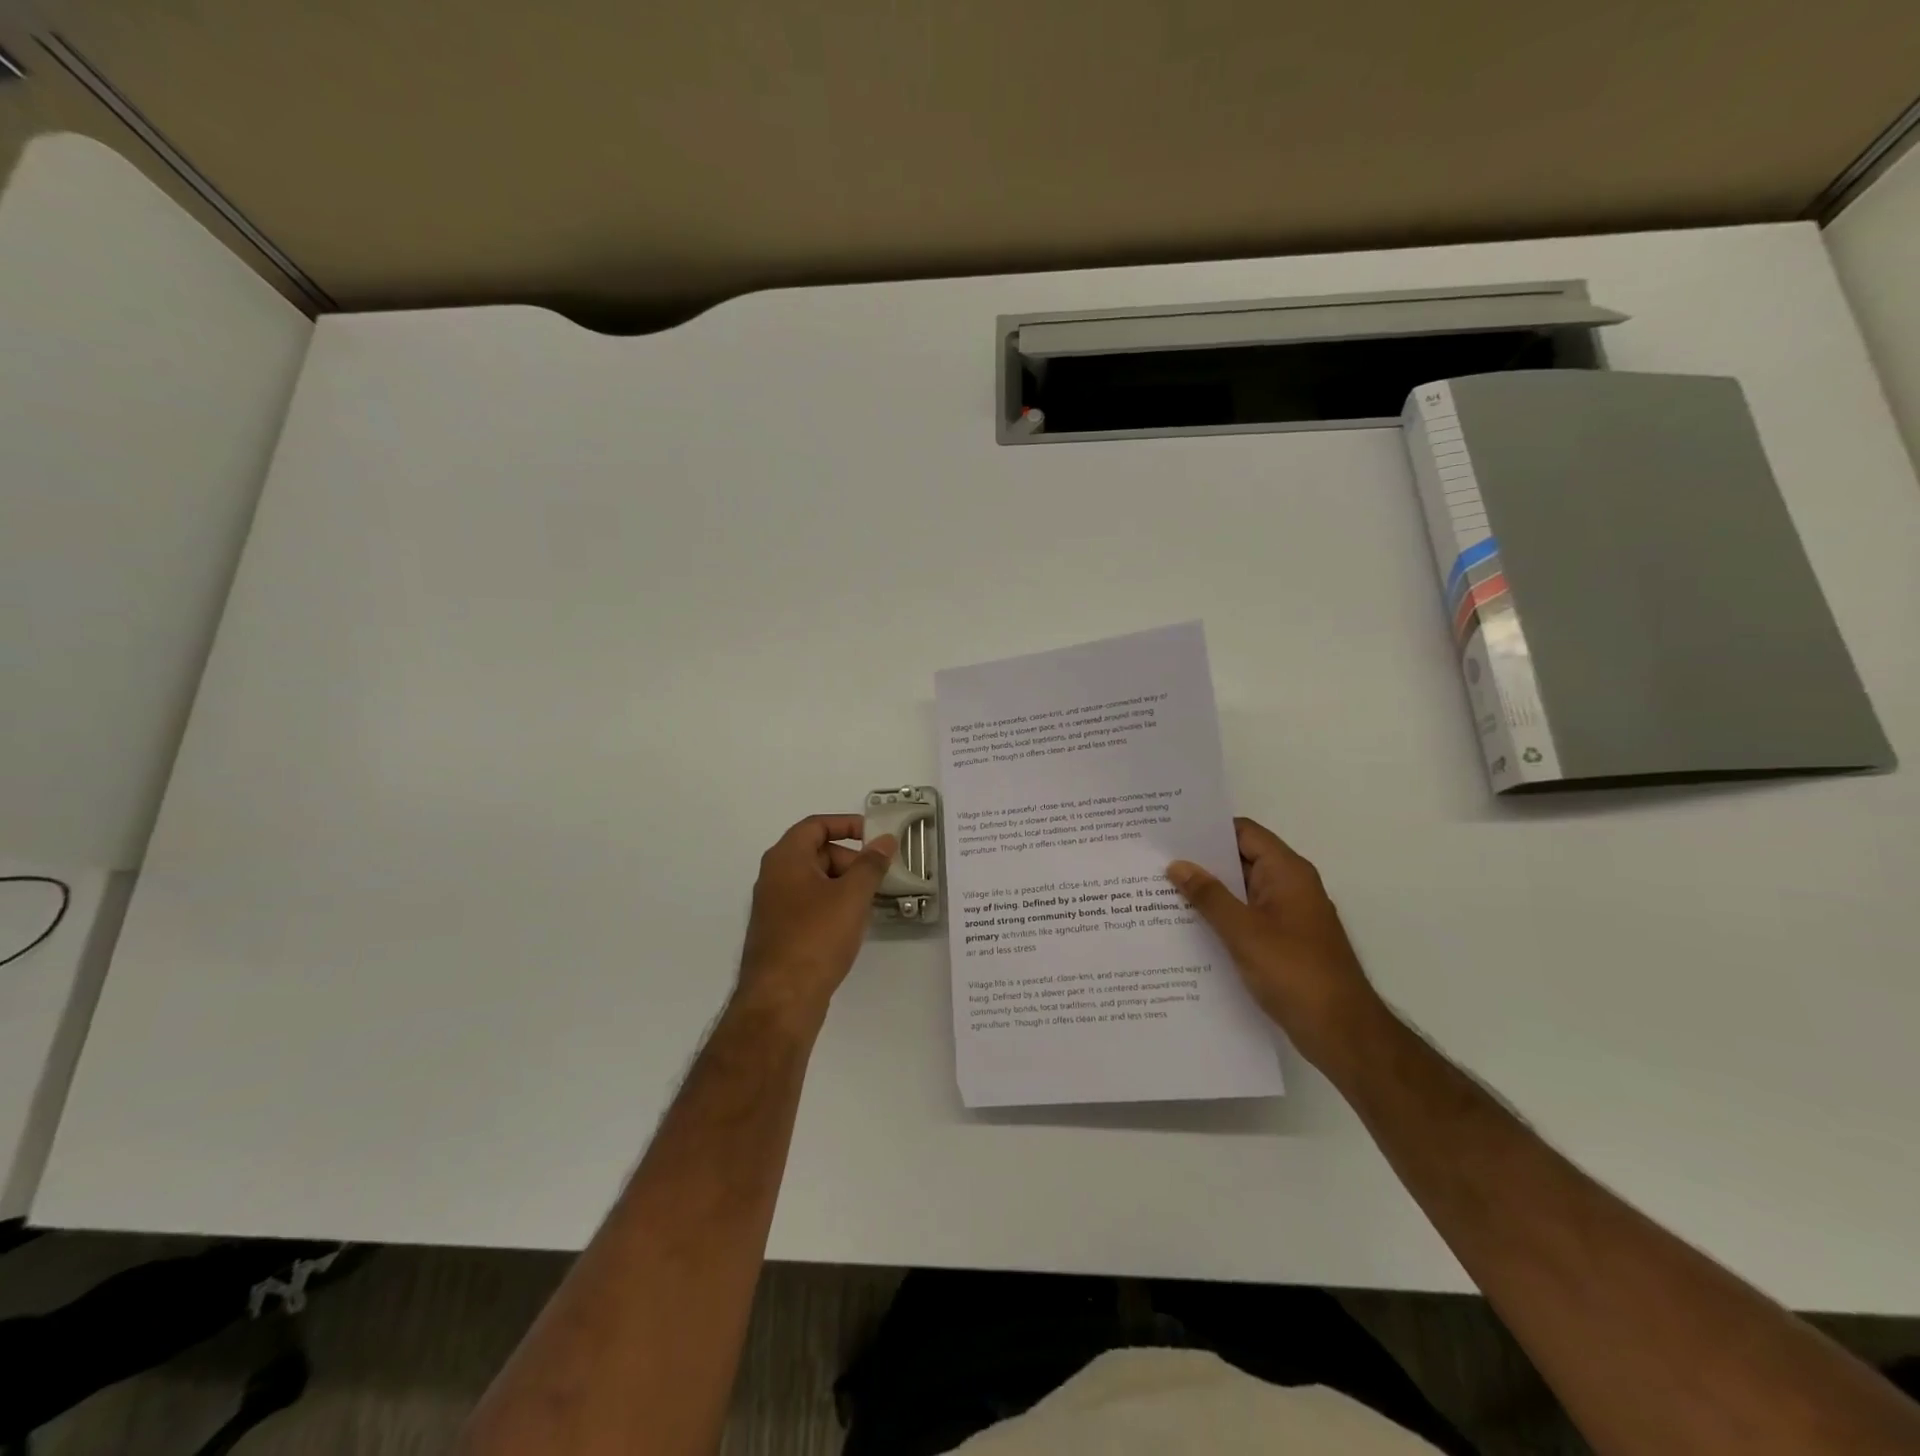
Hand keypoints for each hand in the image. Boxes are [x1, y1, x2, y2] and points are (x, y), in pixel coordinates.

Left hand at [737, 816, 896, 1030]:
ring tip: (871, 903)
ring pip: (815, 882)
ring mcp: (774, 907)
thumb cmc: (816, 937)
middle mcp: (774, 877)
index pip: (816, 825)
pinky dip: (833, 906)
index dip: (847, 824)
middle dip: (851, 859)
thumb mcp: (852, 896)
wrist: (781, 1000)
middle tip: (878, 876)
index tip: (875, 836)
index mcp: (785, 858)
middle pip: (816, 852)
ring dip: (845, 885)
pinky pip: (810, 906)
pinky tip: (853, 926)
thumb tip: (885, 840)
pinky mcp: (780, 933)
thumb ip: (871, 864)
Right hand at [1167, 817, 1383, 1068]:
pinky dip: (1221, 917)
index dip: (1207, 829)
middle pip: (1241, 860)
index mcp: (1287, 872)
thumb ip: (1209, 896)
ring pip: (1242, 891)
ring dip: (1209, 892)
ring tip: (1161, 891)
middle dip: (1201, 861)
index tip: (1169, 832)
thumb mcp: (1244, 932)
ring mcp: (1288, 915)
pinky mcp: (1284, 942)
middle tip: (1156, 861)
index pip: (1243, 833)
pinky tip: (1189, 927)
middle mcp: (1290, 886)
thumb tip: (1178, 865)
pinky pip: (1247, 917)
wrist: (1342, 1032)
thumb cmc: (1294, 972)